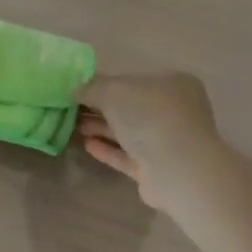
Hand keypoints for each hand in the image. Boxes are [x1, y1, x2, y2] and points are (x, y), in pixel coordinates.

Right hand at [77, 73, 223, 215]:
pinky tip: (87, 145)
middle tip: (72, 110)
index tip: (81, 90)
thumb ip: (91, 88)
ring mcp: (168, 142)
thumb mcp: (113, 91)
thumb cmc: (150, 117)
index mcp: (173, 84)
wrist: (178, 170)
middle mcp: (175, 111)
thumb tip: (75, 90)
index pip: (134, 80)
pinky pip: (129, 155)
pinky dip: (109, 150)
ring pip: (129, 132)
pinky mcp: (158, 169)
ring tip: (74, 127)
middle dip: (100, 108)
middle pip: (131, 107)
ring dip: (102, 128)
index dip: (106, 84)